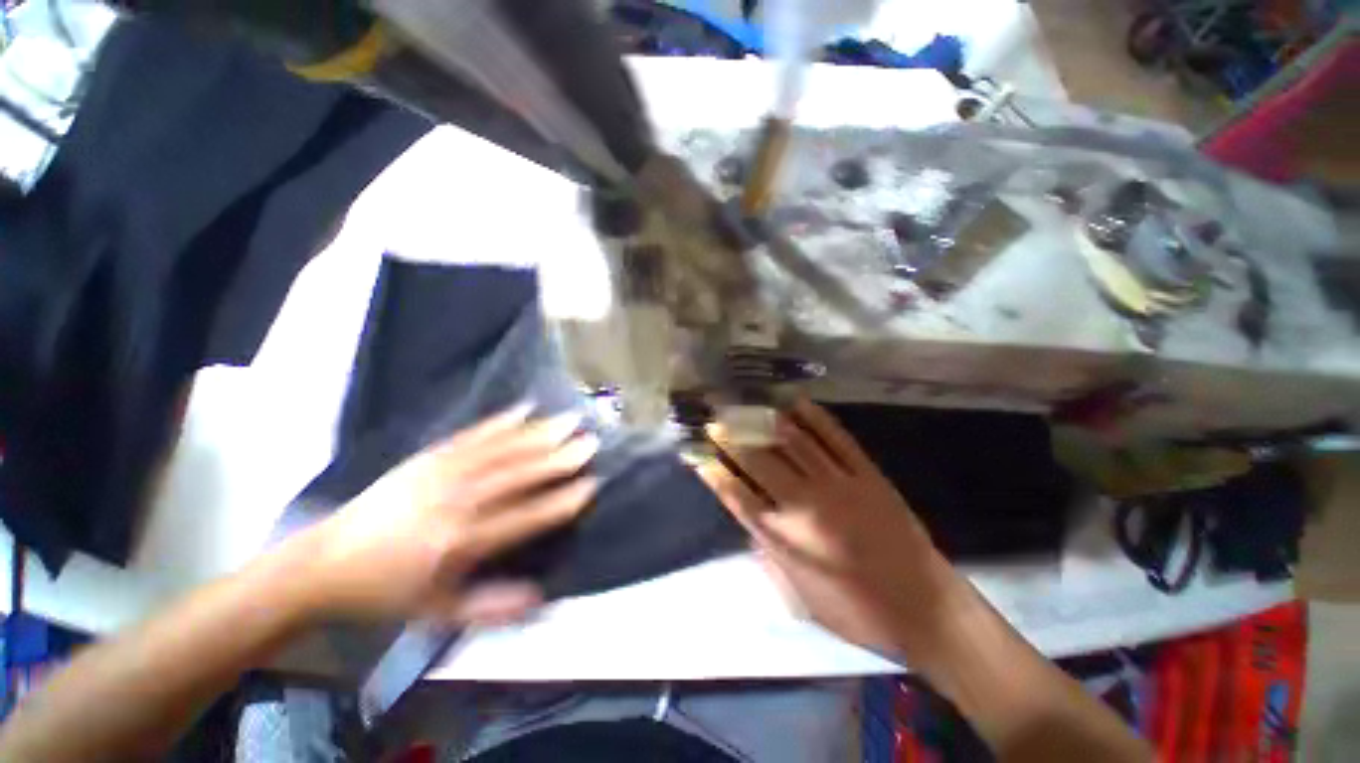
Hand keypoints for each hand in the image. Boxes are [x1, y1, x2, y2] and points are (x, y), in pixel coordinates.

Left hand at [284, 405, 597, 624]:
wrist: (326, 562)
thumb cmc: (387, 592)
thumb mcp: (438, 614)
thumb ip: (492, 608)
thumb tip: (543, 598)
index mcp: (461, 542)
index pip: (526, 517)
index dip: (562, 501)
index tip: (592, 485)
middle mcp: (459, 500)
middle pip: (520, 475)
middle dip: (560, 457)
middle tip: (591, 442)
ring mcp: (443, 472)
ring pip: (503, 449)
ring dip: (540, 433)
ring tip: (569, 419)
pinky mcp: (430, 455)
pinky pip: (474, 434)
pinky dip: (503, 420)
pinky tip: (525, 408)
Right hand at [700, 399, 961, 658]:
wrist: (924, 608)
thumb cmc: (856, 611)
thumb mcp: (800, 596)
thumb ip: (768, 555)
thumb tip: (749, 520)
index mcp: (784, 538)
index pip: (737, 495)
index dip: (714, 471)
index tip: (697, 451)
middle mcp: (803, 505)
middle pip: (758, 461)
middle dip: (731, 437)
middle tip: (714, 417)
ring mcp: (837, 484)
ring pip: (792, 442)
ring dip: (764, 420)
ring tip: (744, 403)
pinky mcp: (866, 474)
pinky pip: (835, 438)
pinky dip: (814, 417)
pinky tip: (795, 402)